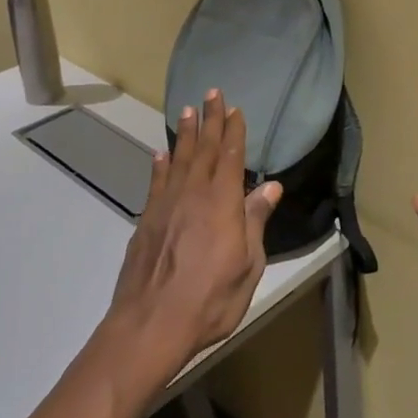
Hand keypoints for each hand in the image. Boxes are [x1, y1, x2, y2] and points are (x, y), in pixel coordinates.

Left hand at [105, 89, 281, 386]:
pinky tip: (160, 154)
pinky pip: (156, 182)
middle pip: (204, 149)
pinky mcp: (146, 221)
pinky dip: (160, 165)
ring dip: (185, 134)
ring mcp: (166, 205)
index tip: (234, 108)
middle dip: (209, 120)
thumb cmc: (210, 299)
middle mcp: (193, 194)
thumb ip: (255, 221)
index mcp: (222, 203)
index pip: (230, 156)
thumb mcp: (248, 265)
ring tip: (187, 110)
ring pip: (178, 159)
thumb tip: (271, 185)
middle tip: (211, 93)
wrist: (150, 324)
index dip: (233, 131)